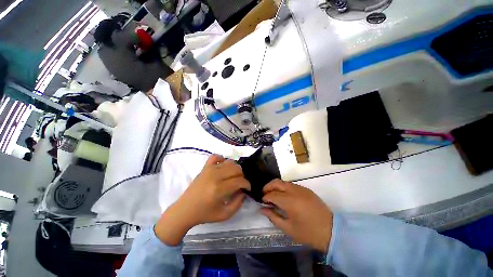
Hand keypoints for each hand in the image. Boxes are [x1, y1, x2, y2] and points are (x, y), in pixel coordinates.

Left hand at [155, 155, 250, 244]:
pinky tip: (222, 167)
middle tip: (240, 184)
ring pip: (229, 162)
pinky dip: (222, 159)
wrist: (185, 210)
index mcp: (219, 189)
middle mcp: (215, 176)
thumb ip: (238, 203)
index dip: (247, 184)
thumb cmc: (205, 214)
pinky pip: (216, 156)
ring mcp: (209, 169)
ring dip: (235, 169)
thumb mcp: (224, 215)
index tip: (247, 188)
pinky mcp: (205, 167)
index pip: (239, 180)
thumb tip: (243, 191)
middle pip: (236, 169)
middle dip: (242, 176)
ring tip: (233, 177)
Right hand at [261, 179, 332, 252]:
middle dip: (268, 187)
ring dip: (276, 186)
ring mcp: (301, 189)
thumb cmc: (308, 233)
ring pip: (284, 182)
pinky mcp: (306, 189)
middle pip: (276, 182)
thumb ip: (273, 217)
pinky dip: (284, 187)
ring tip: (274, 195)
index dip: (265, 197)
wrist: (332, 231)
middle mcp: (294, 191)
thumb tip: (262, 209)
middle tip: (265, 194)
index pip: (272, 194)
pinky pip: (291, 185)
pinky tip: (285, 196)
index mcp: (289, 201)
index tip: (262, 202)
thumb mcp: (288, 228)